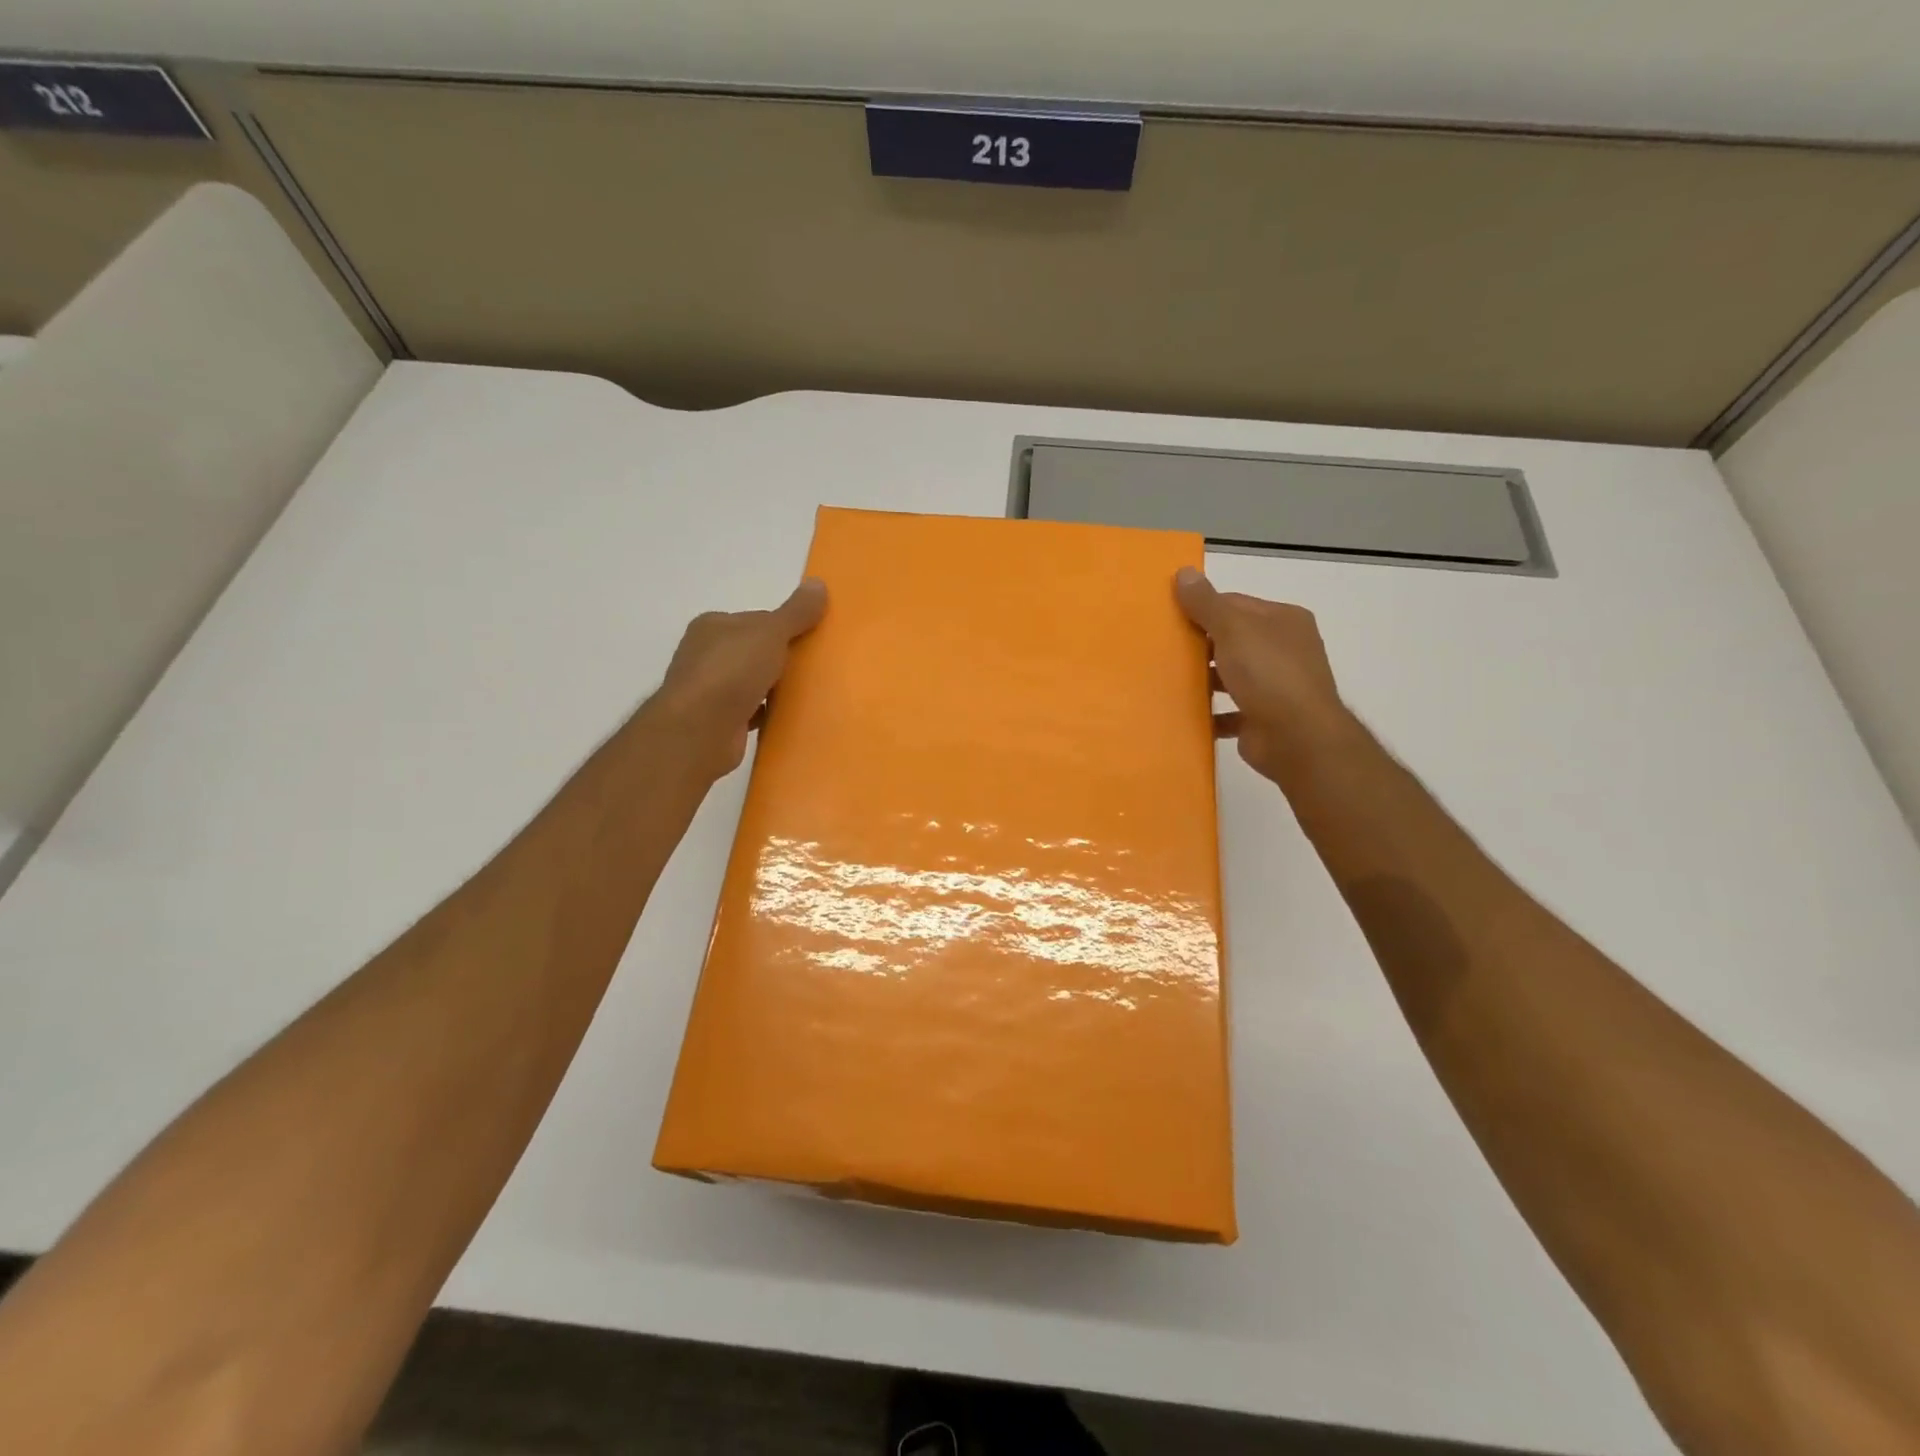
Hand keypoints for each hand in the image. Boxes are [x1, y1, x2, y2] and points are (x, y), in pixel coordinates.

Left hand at [653, 578, 827, 775]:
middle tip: (815, 668)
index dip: (785, 628)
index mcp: (713, 626)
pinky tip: (787, 716)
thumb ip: (795, 612)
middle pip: (755, 651)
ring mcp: (709, 689)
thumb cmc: (731, 672)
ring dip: (774, 688)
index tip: (812, 640)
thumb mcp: (770, 633)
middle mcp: (705, 654)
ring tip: (807, 693)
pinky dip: (766, 712)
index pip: (757, 620)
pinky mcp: (716, 720)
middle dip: (781, 659)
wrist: (699, 730)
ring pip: (751, 682)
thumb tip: (819, 583)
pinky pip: (750, 711)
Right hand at [1174, 567, 1352, 784]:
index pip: (1236, 604)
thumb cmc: (1268, 674)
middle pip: (1233, 640)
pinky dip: (1210, 712)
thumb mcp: (1233, 629)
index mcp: (1284, 621)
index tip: (1169, 617)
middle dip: (1200, 645)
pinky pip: (1230, 711)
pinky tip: (1185, 713)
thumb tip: (1184, 571)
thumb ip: (1206, 603)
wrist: (1297, 738)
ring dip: (1204, 680)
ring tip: (1167, 680)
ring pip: (1232, 676)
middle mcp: (1285, 649)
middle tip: (1162, 649)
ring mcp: (1277, 686)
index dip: (1203, 609)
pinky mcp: (1264, 718)